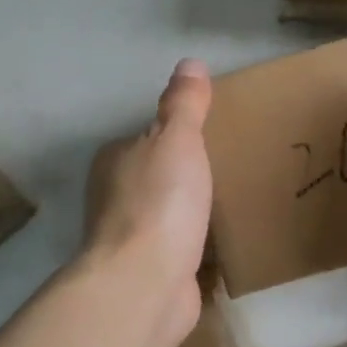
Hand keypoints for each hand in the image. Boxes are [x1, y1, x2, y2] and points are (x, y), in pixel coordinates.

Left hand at [85, 59, 213, 346]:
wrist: (145, 284)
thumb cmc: (160, 201)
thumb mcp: (176, 139)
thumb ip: (184, 104)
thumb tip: (189, 62)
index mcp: (115, 160)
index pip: (147, 137)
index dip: (177, 135)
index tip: (213, 136)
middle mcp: (114, 196)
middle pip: (156, 176)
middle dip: (185, 175)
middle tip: (232, 167)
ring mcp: (130, 238)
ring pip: (166, 214)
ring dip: (190, 212)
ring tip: (232, 204)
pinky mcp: (149, 273)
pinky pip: (178, 249)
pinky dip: (195, 246)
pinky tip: (222, 246)